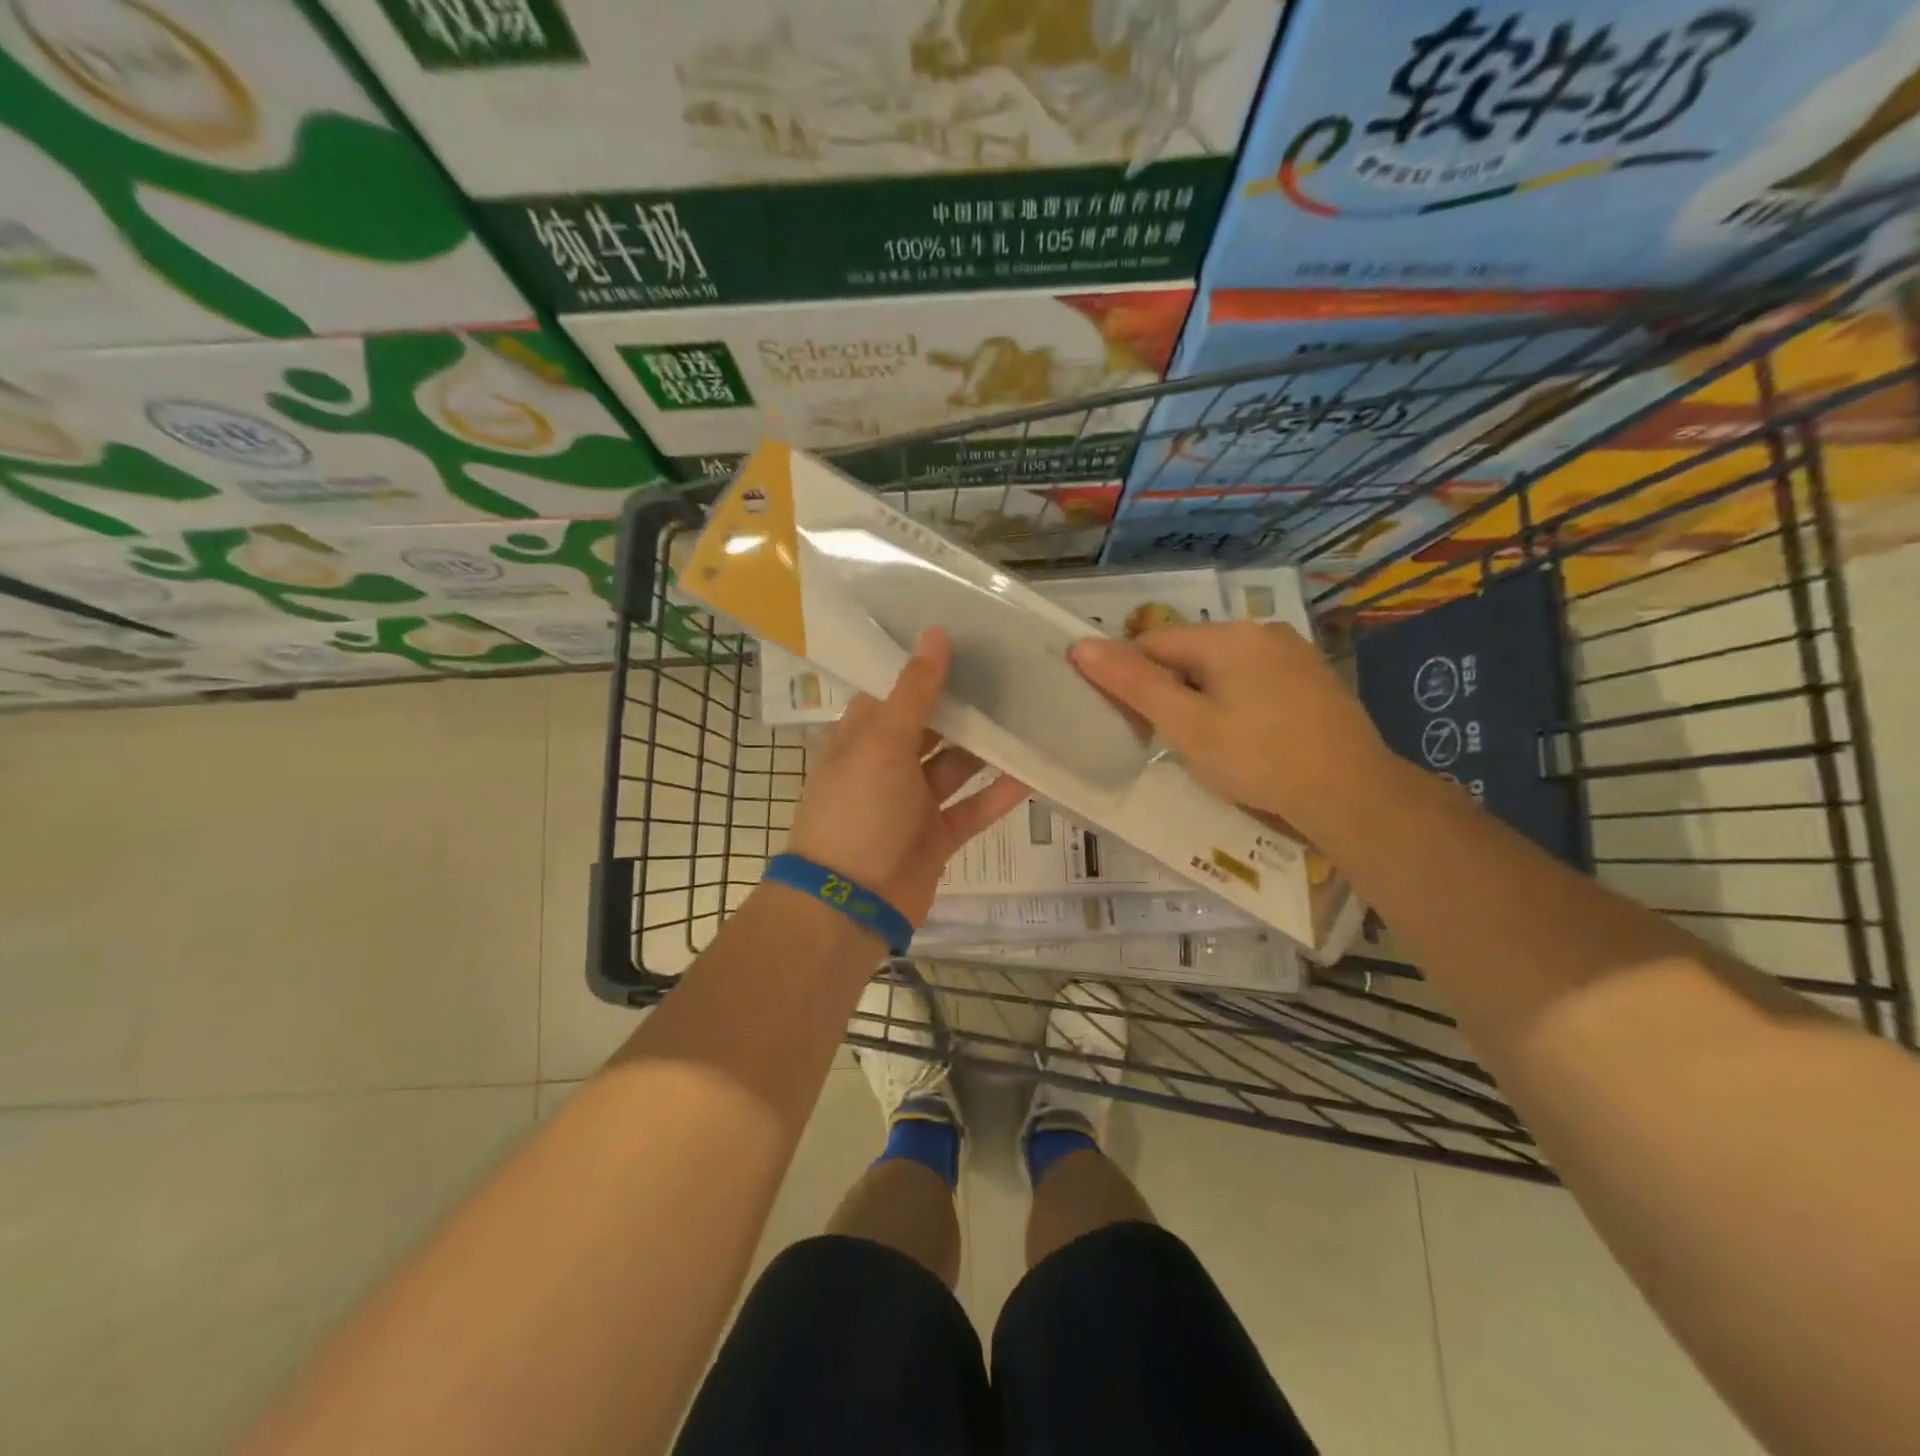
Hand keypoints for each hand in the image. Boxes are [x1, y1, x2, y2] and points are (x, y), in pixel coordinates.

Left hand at [785, 627, 1028, 928]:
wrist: (851, 904)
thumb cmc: (858, 811)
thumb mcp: (882, 742)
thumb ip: (914, 691)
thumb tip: (936, 633)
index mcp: (861, 738)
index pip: (894, 692)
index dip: (926, 668)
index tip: (968, 641)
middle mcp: (885, 766)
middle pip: (931, 728)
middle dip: (966, 707)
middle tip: (1014, 673)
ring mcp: (912, 804)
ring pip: (956, 767)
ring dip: (988, 749)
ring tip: (1031, 716)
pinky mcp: (937, 837)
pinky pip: (973, 809)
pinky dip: (999, 794)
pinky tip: (1035, 773)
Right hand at [1068, 621, 1388, 840]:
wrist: (1351, 793)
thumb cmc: (1258, 759)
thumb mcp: (1186, 725)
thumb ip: (1134, 684)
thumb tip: (1081, 646)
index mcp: (1228, 636)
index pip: (1153, 644)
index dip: (1129, 679)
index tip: (1126, 721)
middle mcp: (1261, 632)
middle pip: (1188, 655)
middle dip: (1168, 692)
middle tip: (1166, 739)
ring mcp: (1293, 653)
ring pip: (1221, 669)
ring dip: (1200, 699)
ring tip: (1205, 745)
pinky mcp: (1312, 679)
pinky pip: (1253, 681)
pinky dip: (1234, 704)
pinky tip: (1244, 740)